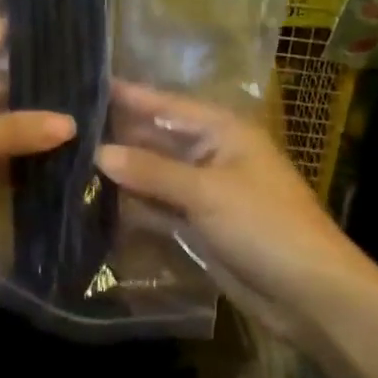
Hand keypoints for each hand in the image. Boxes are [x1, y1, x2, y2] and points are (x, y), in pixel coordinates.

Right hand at [96, 84, 368, 316]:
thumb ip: (151, 171)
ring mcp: (203, 192)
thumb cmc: (265, 225)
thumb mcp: (206, 192)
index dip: (129, 95)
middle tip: (66, 129)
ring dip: (121, 173)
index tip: (87, 83)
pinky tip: (95, 201)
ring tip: (69, 162)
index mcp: (222, 131)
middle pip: (156, 139)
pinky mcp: (198, 225)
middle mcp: (210, 154)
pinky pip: (158, 206)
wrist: (311, 295)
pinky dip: (133, 205)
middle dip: (117, 136)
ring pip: (154, 175)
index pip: (166, 105)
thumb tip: (99, 152)